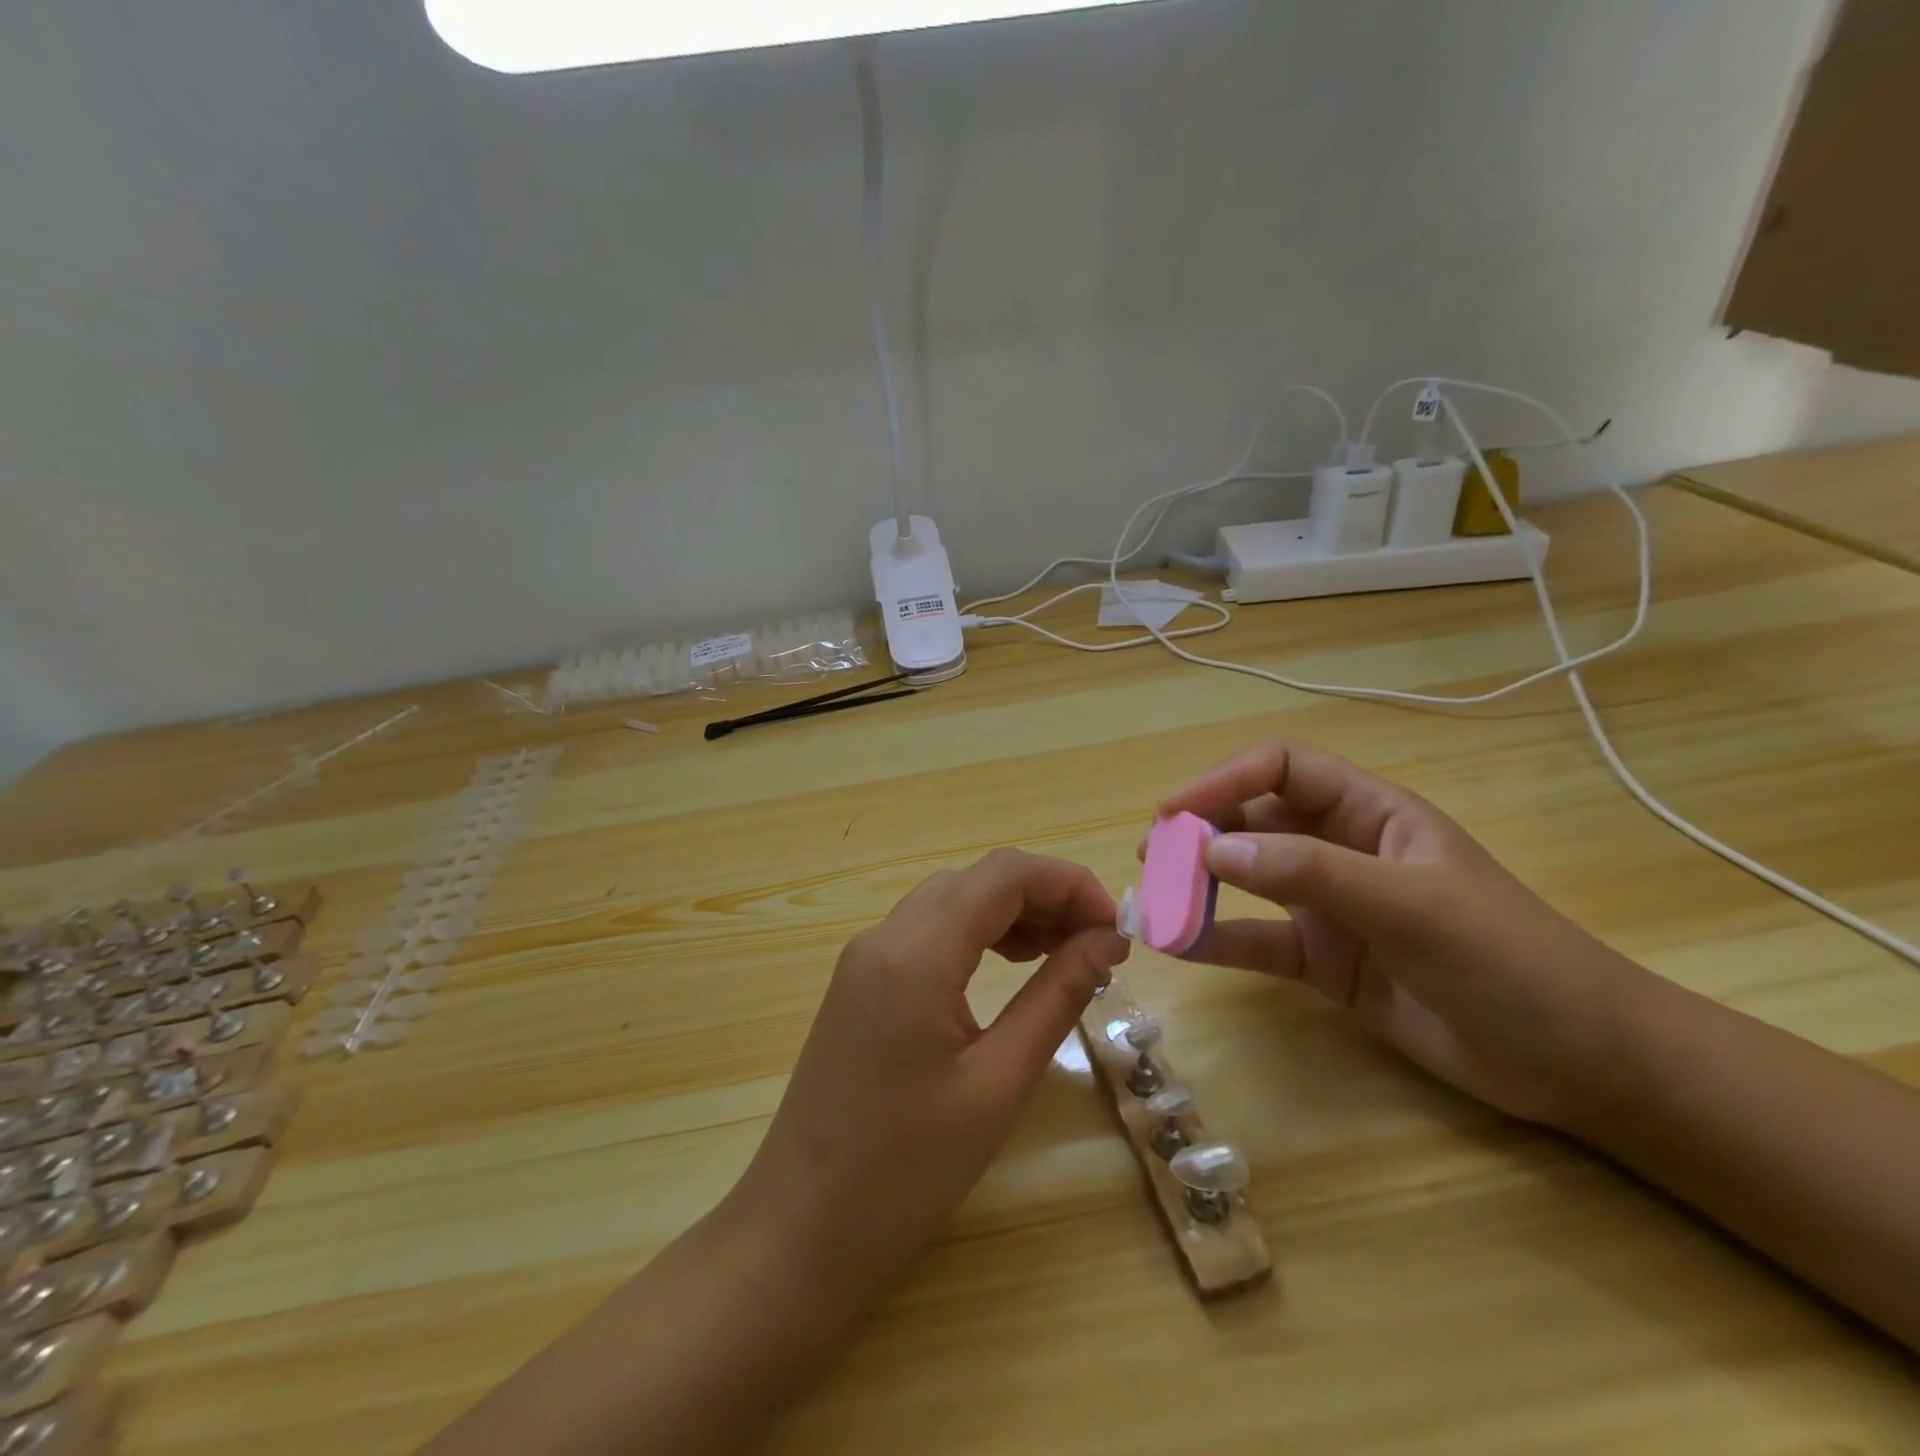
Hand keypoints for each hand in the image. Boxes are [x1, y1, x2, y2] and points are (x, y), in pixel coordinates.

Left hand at [734, 849, 1129, 1301]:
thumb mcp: (997, 1083)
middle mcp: (885, 936)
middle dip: (1045, 897)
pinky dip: (978, 933)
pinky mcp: (861, 981)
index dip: (1068, 882)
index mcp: (916, 952)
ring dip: (1013, 912)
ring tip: (1063, 953)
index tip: (1115, 925)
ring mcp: (866, 956)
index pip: (1003, 874)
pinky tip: (1010, 965)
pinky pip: (928, 930)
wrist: (801, 1228)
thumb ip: (1055, 998)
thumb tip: (1105, 941)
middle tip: (1097, 945)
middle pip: (977, 880)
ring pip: (952, 900)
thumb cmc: (905, 1169)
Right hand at [1159, 742, 1653, 1125]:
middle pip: (1255, 820)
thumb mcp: (1411, 905)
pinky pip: (1258, 941)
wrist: (1579, 1064)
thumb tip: (1213, 849)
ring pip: (1248, 880)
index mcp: (1371, 814)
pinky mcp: (1325, 962)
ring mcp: (1331, 908)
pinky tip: (1180, 944)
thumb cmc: (1510, 959)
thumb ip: (1312, 873)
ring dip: (1201, 883)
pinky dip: (1217, 939)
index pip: (1283, 769)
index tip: (1175, 810)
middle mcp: (1342, 850)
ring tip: (1154, 894)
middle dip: (1202, 830)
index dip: (1226, 779)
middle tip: (1155, 855)